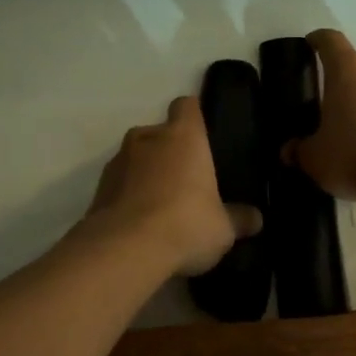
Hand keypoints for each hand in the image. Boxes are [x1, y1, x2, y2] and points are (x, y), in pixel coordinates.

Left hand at [87, 96, 263, 276]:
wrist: (125, 249)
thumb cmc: (186, 224)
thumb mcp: (223, 228)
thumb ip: (239, 219)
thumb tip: (257, 219)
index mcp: (183, 136)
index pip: (187, 106)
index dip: (193, 116)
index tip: (202, 135)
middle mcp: (148, 138)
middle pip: (159, 132)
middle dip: (169, 151)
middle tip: (185, 181)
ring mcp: (118, 161)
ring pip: (136, 157)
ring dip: (146, 173)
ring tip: (160, 205)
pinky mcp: (98, 188)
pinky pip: (119, 183)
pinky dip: (127, 195)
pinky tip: (139, 223)